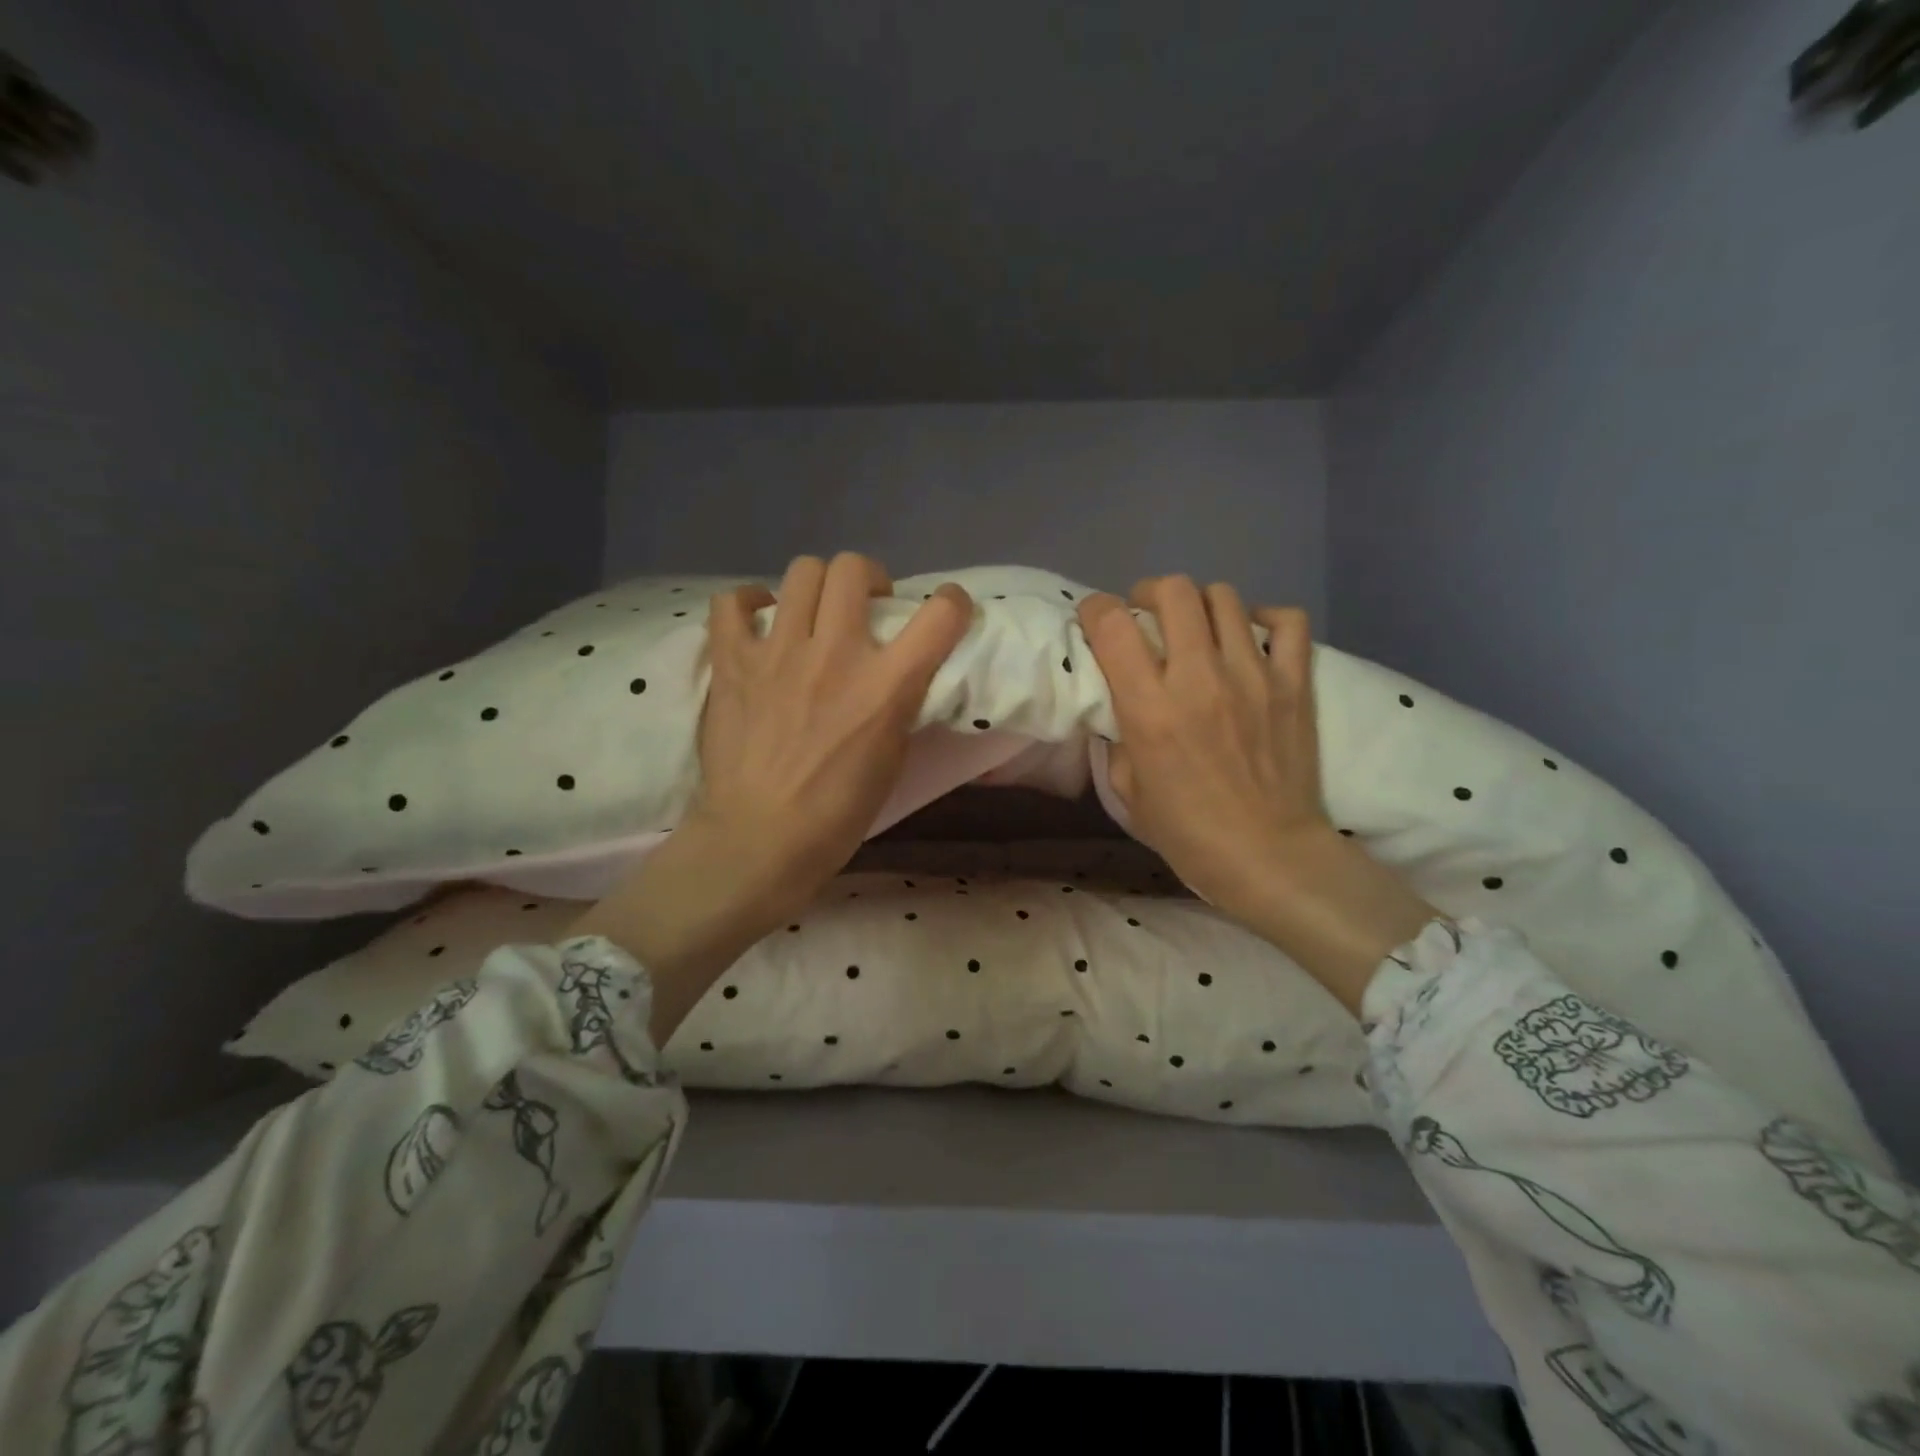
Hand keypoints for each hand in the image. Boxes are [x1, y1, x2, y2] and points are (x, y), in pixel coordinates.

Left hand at [573, 553, 973, 1039]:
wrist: (759, 840)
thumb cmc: (836, 815)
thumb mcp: (892, 759)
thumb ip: (896, 704)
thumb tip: (894, 675)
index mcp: (885, 687)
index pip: (939, 615)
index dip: (952, 603)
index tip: (945, 611)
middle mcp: (836, 654)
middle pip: (854, 568)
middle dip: (868, 580)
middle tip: (863, 609)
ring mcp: (779, 652)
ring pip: (803, 571)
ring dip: (816, 587)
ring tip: (812, 615)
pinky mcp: (733, 661)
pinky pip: (732, 602)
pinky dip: (748, 604)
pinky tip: (757, 622)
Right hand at [1079, 576, 1434, 1014]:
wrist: (1269, 855)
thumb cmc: (1188, 833)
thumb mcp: (1128, 791)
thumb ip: (1119, 738)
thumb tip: (1121, 704)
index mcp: (1150, 709)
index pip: (1114, 625)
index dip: (1096, 610)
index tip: (1095, 621)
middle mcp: (1199, 678)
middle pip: (1173, 591)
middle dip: (1149, 593)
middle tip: (1146, 616)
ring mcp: (1253, 675)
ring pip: (1224, 597)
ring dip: (1199, 604)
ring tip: (1196, 628)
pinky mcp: (1294, 683)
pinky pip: (1287, 621)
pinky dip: (1263, 618)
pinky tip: (1249, 636)